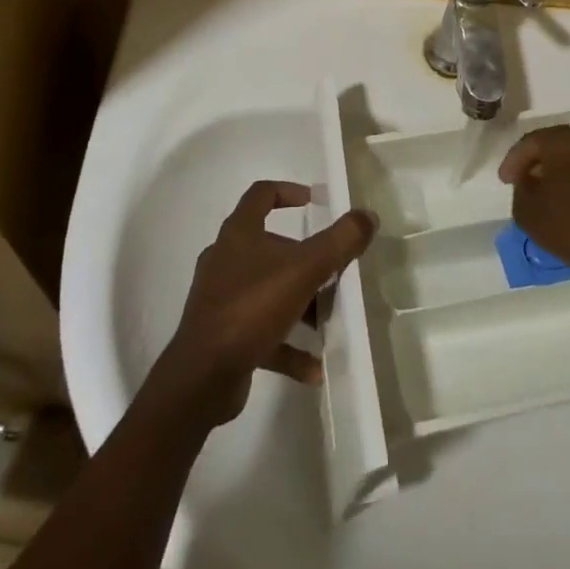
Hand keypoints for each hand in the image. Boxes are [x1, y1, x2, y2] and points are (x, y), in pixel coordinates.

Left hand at [155, 180, 376, 426]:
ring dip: (298, 303)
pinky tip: (314, 367)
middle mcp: (225, 259)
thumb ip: (340, 241)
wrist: (202, 377)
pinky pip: (262, 332)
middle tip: (332, 270)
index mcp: (239, 233)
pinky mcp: (222, 335)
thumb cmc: (252, 307)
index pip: (261, 194)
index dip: (289, 192)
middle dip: (304, 259)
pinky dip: (287, 344)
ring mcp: (220, 298)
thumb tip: (367, 216)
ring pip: (267, 290)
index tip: (315, 201)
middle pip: (269, 246)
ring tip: (327, 320)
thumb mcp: (305, 269)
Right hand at [498, 127, 569, 305]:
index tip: (505, 180)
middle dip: (540, 161)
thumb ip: (521, 190)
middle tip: (527, 180)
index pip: (531, 142)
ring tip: (554, 193)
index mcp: (564, 141)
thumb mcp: (528, 214)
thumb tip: (529, 181)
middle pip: (557, 145)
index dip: (514, 161)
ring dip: (564, 171)